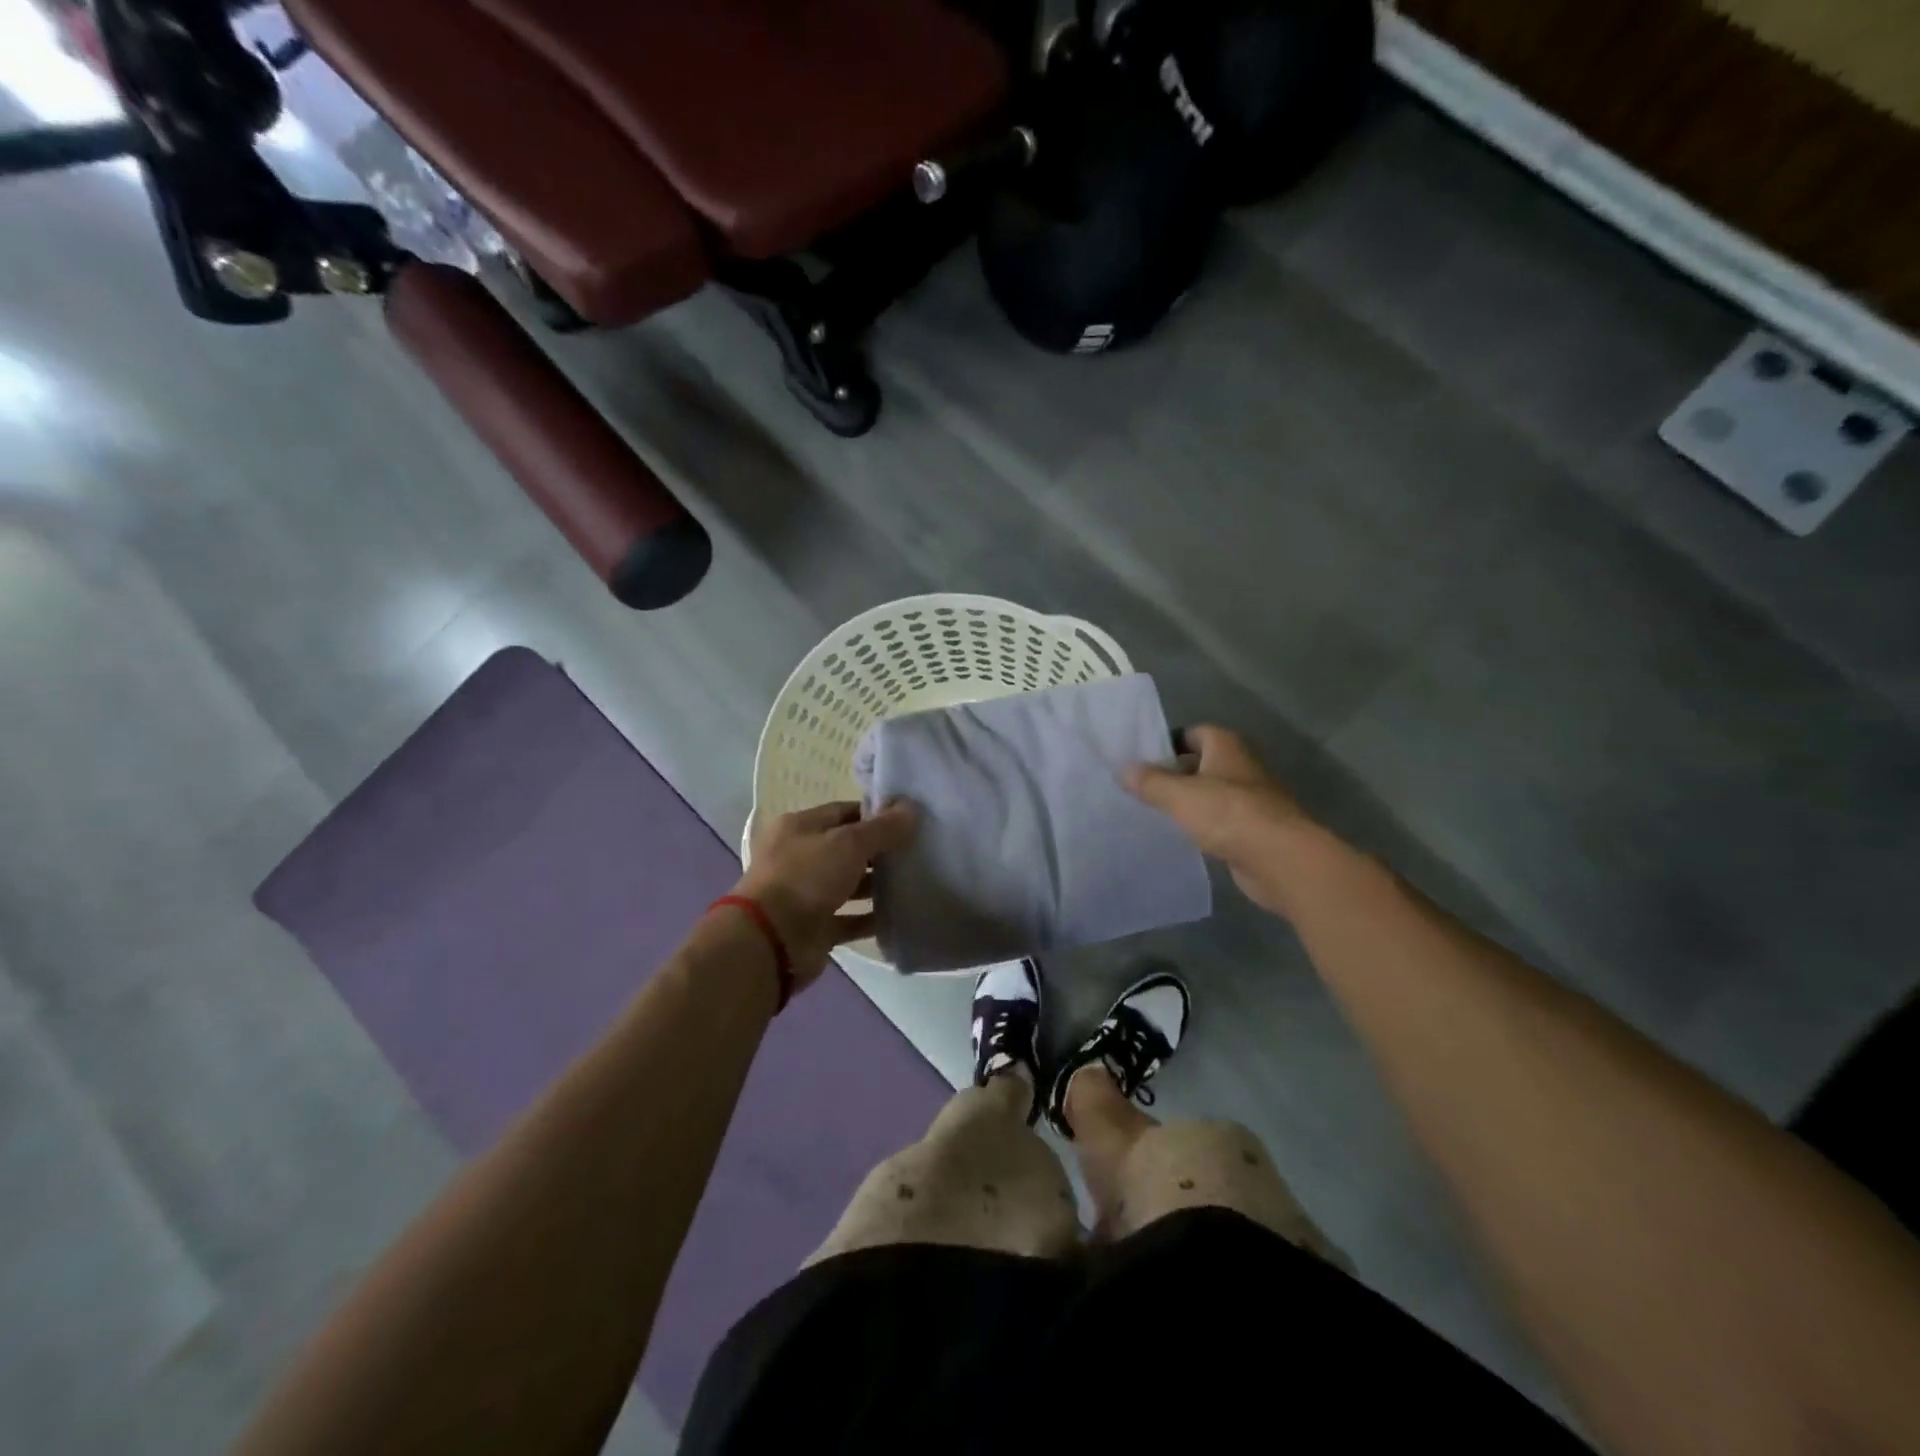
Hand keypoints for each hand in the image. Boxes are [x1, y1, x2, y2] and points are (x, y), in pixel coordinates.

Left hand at [733, 800, 916, 988]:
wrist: (770, 941)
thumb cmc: (806, 878)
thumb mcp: (848, 844)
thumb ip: (882, 828)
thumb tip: (912, 808)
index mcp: (799, 827)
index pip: (844, 811)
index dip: (876, 814)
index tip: (909, 821)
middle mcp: (800, 857)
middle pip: (847, 848)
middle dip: (880, 850)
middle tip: (918, 851)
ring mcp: (806, 894)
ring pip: (848, 884)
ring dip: (877, 885)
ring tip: (914, 881)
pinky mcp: (815, 927)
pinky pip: (849, 919)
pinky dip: (870, 918)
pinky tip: (900, 915)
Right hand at [1125, 726, 1318, 915]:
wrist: (1281, 859)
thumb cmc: (1228, 814)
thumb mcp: (1179, 795)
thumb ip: (1149, 781)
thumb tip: (1123, 769)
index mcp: (1226, 746)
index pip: (1192, 733)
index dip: (1167, 744)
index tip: (1141, 761)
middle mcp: (1241, 766)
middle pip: (1201, 763)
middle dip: (1174, 774)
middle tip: (1141, 788)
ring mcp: (1251, 799)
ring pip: (1211, 794)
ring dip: (1189, 802)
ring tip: (1154, 813)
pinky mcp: (1255, 829)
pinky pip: (1221, 821)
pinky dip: (1204, 826)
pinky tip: (1183, 837)